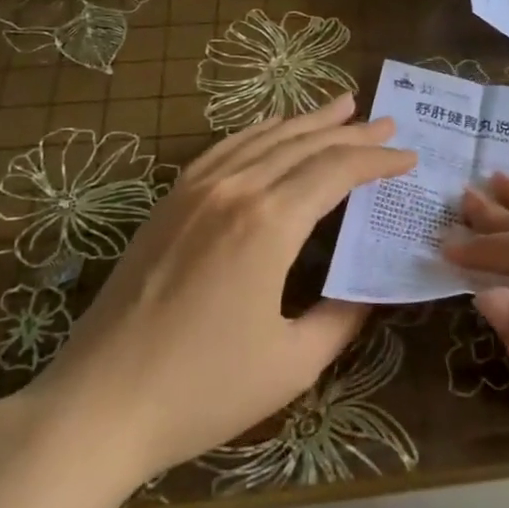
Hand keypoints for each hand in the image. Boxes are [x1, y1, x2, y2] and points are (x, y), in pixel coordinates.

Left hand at [25, 94, 415, 485]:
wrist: (100, 401)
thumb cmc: (203, 390)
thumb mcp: (292, 364)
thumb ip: (341, 318)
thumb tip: (369, 290)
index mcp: (270, 223)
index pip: (337, 171)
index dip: (376, 159)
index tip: (407, 156)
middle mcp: (236, 189)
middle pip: (304, 144)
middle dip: (350, 131)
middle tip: (385, 122)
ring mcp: (197, 189)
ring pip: (264, 138)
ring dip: (307, 121)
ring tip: (341, 105)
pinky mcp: (171, 200)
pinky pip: (225, 148)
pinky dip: (258, 131)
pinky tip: (272, 128)